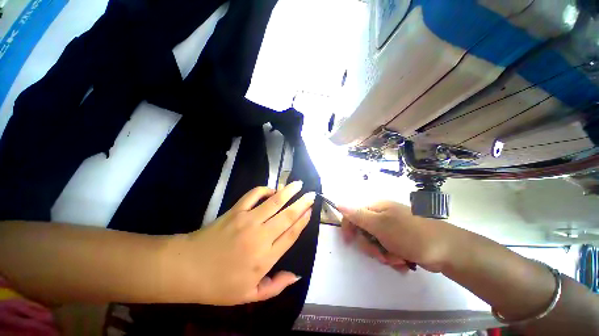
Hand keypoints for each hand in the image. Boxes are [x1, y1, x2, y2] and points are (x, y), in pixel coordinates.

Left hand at [163, 181, 314, 304]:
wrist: (187, 268)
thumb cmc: (219, 285)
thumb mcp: (249, 295)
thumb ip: (275, 286)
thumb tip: (296, 276)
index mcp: (265, 257)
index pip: (291, 234)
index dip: (303, 221)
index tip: (311, 210)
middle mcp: (260, 236)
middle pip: (287, 216)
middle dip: (302, 203)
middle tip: (312, 194)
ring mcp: (247, 220)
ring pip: (274, 202)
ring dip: (288, 191)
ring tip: (299, 184)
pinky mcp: (235, 211)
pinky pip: (253, 195)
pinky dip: (264, 189)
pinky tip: (271, 189)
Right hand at [338, 201, 457, 272]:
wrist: (448, 250)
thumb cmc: (410, 234)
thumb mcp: (380, 225)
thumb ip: (358, 215)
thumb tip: (339, 203)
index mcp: (377, 207)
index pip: (353, 213)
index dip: (349, 226)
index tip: (348, 241)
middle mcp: (383, 215)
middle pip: (364, 231)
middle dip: (370, 245)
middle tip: (380, 253)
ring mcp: (392, 228)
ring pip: (375, 243)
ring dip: (382, 253)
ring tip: (396, 258)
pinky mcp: (400, 240)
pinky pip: (387, 249)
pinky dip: (392, 257)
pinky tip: (402, 260)